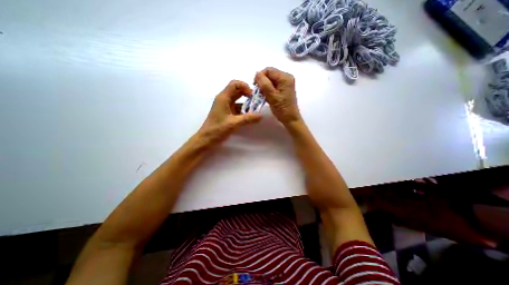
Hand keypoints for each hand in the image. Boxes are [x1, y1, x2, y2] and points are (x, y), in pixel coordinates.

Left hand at [198, 80, 262, 144]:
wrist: (206, 139)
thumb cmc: (217, 130)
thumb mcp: (234, 123)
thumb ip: (248, 119)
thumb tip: (261, 115)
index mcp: (223, 98)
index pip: (235, 84)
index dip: (245, 86)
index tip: (252, 96)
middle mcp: (224, 99)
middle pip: (237, 91)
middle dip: (247, 95)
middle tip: (257, 102)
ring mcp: (225, 106)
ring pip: (238, 100)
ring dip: (246, 104)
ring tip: (255, 111)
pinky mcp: (226, 113)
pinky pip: (237, 108)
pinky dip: (243, 111)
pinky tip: (249, 117)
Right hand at [253, 67, 298, 123]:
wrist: (290, 118)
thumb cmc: (281, 109)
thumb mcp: (271, 96)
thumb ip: (264, 83)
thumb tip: (257, 73)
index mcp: (285, 77)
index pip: (268, 70)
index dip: (260, 77)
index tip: (255, 87)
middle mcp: (287, 77)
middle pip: (270, 74)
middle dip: (262, 82)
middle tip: (259, 92)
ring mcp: (286, 82)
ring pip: (271, 79)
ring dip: (265, 86)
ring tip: (263, 95)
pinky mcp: (285, 88)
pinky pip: (274, 84)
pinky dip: (269, 89)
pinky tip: (267, 96)